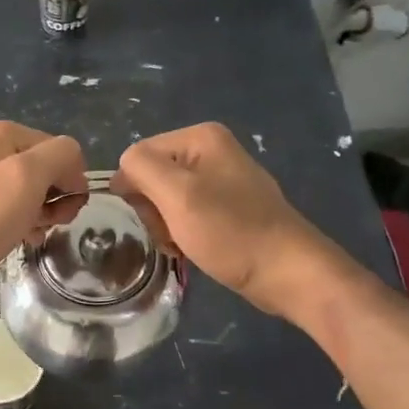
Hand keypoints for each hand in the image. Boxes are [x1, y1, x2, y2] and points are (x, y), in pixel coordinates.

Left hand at [0, 121, 87, 299]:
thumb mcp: (28, 176)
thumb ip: (61, 156)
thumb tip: (73, 165)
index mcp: (8, 135)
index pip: (65, 151)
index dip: (72, 182)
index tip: (63, 210)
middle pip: (48, 172)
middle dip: (56, 200)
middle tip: (46, 224)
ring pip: (31, 194)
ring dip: (40, 216)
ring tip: (29, 235)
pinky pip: (10, 210)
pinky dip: (20, 225)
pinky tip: (16, 240)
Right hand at [113, 123, 337, 319]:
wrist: (285, 271)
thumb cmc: (230, 231)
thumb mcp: (178, 195)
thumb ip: (142, 169)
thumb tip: (123, 170)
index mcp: (200, 137)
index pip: (138, 155)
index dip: (134, 189)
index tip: (152, 218)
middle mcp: (211, 150)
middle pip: (152, 176)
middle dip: (152, 209)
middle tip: (170, 233)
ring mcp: (222, 179)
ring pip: (167, 199)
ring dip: (165, 225)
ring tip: (181, 244)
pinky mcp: (228, 206)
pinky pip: (187, 213)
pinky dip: (182, 232)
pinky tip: (192, 248)